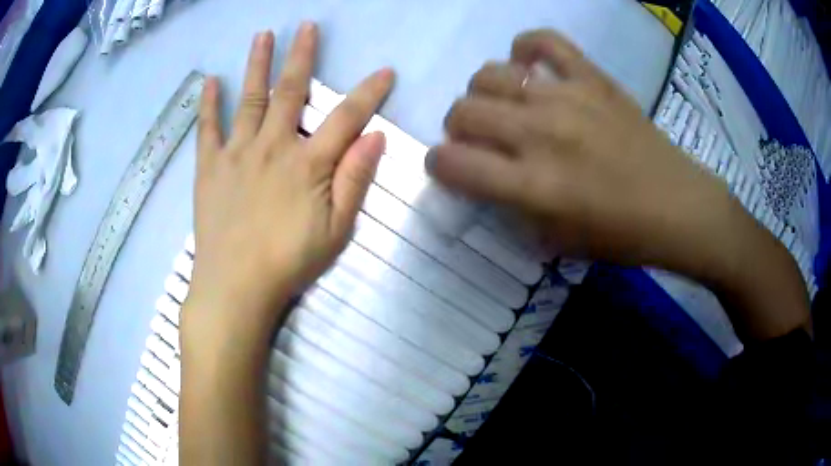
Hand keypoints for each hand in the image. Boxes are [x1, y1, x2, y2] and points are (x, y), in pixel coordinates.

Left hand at [187, 24, 392, 340]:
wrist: (235, 286)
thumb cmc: (289, 262)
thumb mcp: (335, 229)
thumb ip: (354, 180)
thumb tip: (375, 137)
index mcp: (307, 163)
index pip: (346, 118)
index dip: (369, 93)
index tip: (385, 72)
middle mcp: (272, 146)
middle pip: (291, 91)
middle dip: (302, 56)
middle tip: (307, 26)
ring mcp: (236, 153)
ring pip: (250, 99)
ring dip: (257, 64)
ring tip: (263, 35)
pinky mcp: (209, 167)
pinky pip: (208, 129)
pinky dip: (209, 104)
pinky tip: (210, 81)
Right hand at [429, 29, 734, 273]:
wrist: (676, 206)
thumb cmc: (618, 234)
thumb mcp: (554, 241)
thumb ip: (509, 207)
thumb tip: (480, 176)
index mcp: (532, 186)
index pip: (453, 163)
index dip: (438, 165)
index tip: (448, 167)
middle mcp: (541, 135)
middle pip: (463, 110)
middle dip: (457, 127)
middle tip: (477, 138)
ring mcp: (567, 98)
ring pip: (490, 73)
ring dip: (482, 92)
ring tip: (503, 105)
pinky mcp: (591, 78)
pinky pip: (544, 41)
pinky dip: (526, 48)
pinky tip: (529, 66)